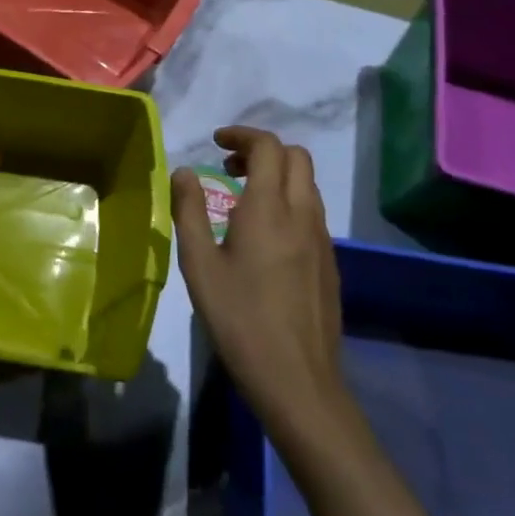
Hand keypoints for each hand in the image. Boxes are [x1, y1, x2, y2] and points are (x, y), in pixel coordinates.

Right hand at [172, 127, 345, 436]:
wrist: (298, 381)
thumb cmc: (240, 320)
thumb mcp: (200, 265)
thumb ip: (189, 211)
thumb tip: (184, 172)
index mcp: (269, 208)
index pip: (268, 147)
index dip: (243, 135)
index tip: (217, 143)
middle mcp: (302, 214)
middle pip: (296, 156)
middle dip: (263, 150)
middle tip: (230, 168)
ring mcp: (322, 238)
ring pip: (308, 183)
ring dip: (278, 175)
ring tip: (244, 198)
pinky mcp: (330, 262)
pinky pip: (313, 211)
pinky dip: (290, 201)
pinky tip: (265, 235)